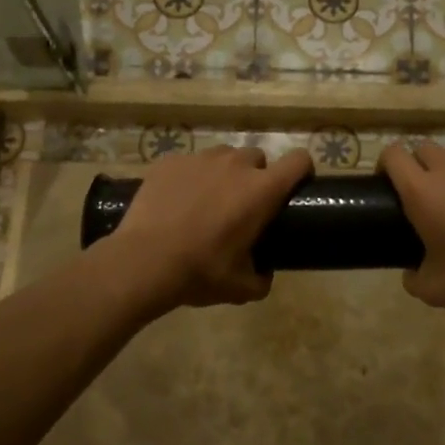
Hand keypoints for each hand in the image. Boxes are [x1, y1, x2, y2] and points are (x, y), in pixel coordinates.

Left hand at [107, 144, 312, 309]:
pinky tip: (176, 202)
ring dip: (223, 174)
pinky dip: (189, 177)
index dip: (301, 170)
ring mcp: (200, 158)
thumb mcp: (240, 287)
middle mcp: (235, 164)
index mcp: (261, 189)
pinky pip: (189, 163)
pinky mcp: (170, 161)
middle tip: (241, 205)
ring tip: (206, 201)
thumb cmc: (200, 272)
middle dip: (255, 177)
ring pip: (223, 157)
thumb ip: (262, 278)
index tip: (294, 187)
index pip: (299, 160)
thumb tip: (264, 274)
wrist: (143, 262)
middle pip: (257, 157)